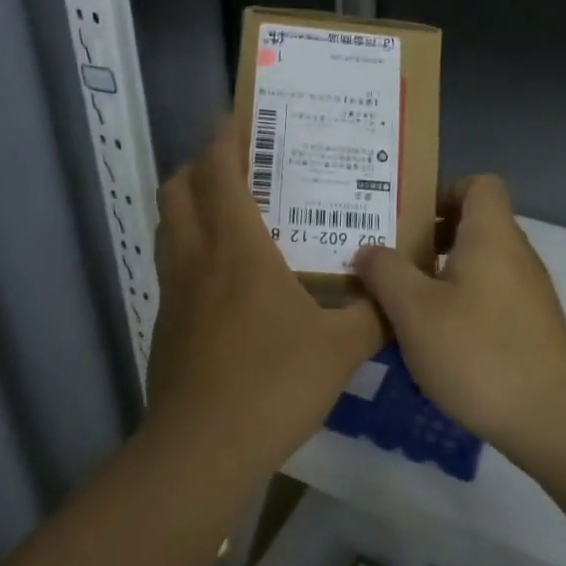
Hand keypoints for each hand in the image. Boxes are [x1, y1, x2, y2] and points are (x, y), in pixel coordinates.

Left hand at [146, 122, 383, 468]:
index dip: (225, 136)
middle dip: (201, 165)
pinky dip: (192, 249)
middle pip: (178, 187)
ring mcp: (174, 291)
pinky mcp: (166, 322)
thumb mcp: (342, 348)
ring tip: (233, 212)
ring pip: (169, 225)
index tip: (241, 117)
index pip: (218, 170)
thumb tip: (399, 291)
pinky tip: (228, 279)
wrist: (203, 449)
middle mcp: (197, 257)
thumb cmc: (274, 384)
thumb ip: (376, 314)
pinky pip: (174, 265)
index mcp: (237, 247)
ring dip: (192, 204)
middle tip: (240, 166)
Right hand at [353, 175, 565, 447]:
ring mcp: (527, 292)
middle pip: (473, 225)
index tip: (406, 221)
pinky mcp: (529, 327)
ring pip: (478, 265)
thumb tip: (368, 250)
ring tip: (400, 302)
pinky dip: (459, 305)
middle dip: (428, 239)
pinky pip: (487, 297)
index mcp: (491, 235)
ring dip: (440, 276)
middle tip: (387, 262)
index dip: (442, 192)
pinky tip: (432, 339)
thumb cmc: (478, 352)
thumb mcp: (414, 311)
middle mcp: (515, 254)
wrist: (551, 417)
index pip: (478, 184)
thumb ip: (385, 272)